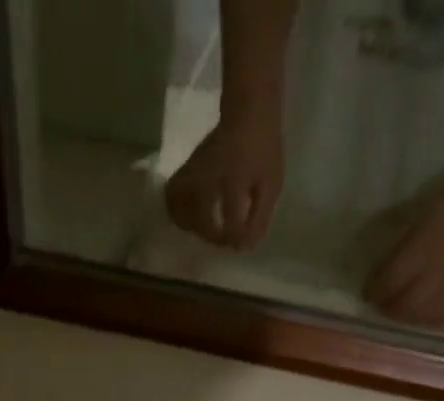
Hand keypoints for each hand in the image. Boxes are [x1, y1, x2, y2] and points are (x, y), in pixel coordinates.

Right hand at [164, 113, 284, 250]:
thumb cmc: (263, 148)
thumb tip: (244, 247)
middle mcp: (209, 176)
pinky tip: (190, 217)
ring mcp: (194, 171)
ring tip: (204, 229)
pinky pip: (172, 197)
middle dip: (212, 236)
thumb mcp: (271, 185)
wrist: (248, 110)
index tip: (240, 244)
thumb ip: (259, 218)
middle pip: (200, 219)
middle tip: (223, 237)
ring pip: (179, 208)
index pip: (231, 222)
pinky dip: (178, 212)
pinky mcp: (185, 170)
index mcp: (235, 180)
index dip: (235, 239)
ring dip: (190, 226)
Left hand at [364, 176, 443, 327]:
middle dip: (387, 310)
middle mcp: (437, 271)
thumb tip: (380, 274)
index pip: (389, 281)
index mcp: (423, 248)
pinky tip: (421, 318)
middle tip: (380, 307)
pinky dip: (427, 322)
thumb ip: (401, 249)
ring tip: (397, 313)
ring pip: (421, 317)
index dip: (374, 291)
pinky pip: (442, 318)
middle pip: (403, 306)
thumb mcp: (420, 219)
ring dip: (404, 319)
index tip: (366, 294)